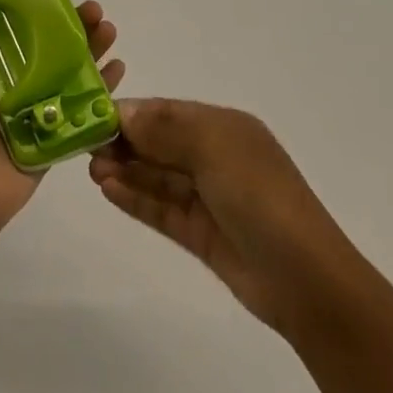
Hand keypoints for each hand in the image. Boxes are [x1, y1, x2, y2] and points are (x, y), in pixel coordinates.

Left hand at [0, 0, 122, 253]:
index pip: (17, 28)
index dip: (38, 8)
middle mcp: (12, 84)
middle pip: (50, 48)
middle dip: (74, 28)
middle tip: (96, 10)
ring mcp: (35, 111)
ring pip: (69, 75)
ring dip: (92, 52)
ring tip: (111, 31)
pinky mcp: (53, 138)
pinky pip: (81, 110)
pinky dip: (102, 91)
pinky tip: (119, 70)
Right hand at [89, 100, 364, 342]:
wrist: (307, 281)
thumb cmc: (259, 194)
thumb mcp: (212, 146)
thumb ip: (163, 128)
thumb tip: (122, 112)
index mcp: (223, 127)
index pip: (167, 112)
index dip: (132, 112)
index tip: (94, 115)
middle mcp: (215, 157)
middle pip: (159, 143)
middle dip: (124, 142)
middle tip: (86, 146)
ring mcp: (209, 198)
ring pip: (157, 177)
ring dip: (125, 171)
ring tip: (91, 170)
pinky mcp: (202, 235)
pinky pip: (162, 209)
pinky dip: (136, 198)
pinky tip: (108, 190)